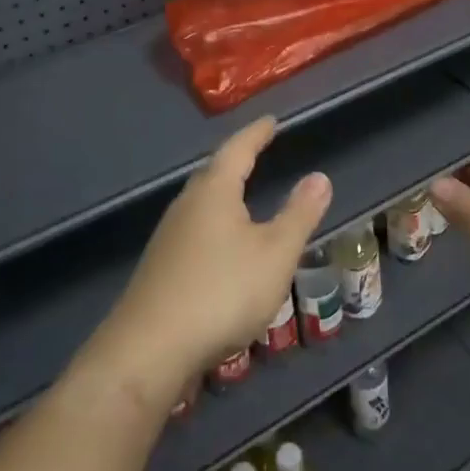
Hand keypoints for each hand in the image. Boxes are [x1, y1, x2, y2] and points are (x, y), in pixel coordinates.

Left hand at [95, 117, 330, 406]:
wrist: (150, 349)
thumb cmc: (222, 291)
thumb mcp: (275, 253)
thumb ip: (299, 214)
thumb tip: (320, 176)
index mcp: (214, 192)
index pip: (238, 150)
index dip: (257, 134)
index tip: (270, 121)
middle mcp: (187, 206)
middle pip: (214, 173)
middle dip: (236, 160)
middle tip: (256, 151)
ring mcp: (168, 237)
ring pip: (201, 203)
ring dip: (223, 193)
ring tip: (242, 193)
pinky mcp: (161, 267)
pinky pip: (194, 229)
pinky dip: (215, 223)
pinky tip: (222, 244)